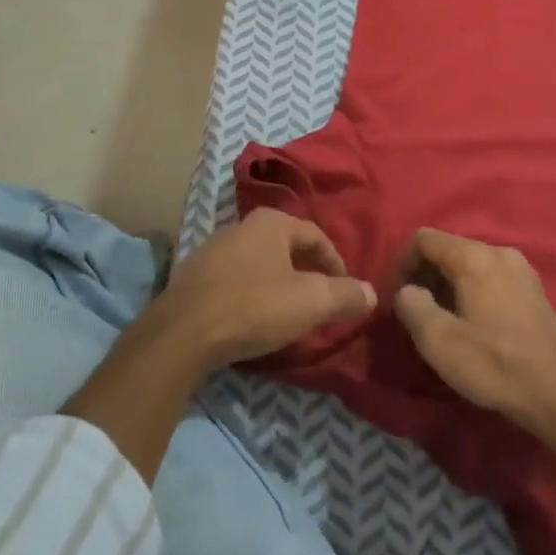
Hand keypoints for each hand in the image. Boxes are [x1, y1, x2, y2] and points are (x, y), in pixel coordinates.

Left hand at [153, 209, 374, 369]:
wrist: (183, 332)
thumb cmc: (254, 307)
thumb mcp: (311, 302)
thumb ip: (345, 294)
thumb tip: (372, 292)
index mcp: (271, 222)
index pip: (316, 235)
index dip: (337, 263)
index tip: (346, 292)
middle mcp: (241, 225)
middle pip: (286, 247)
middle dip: (307, 273)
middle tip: (320, 302)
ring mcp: (212, 248)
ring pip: (259, 263)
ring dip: (278, 283)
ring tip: (289, 313)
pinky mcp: (194, 275)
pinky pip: (235, 279)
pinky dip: (252, 293)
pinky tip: (252, 318)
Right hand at [392, 229, 555, 437]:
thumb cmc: (494, 365)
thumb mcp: (439, 341)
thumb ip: (412, 306)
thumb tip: (407, 291)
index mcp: (474, 257)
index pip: (424, 238)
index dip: (402, 263)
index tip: (396, 296)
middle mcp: (499, 252)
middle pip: (448, 249)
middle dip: (425, 275)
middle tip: (415, 311)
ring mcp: (521, 269)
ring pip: (470, 264)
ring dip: (448, 285)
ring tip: (441, 320)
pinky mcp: (534, 290)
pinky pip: (491, 277)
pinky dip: (472, 291)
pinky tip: (472, 324)